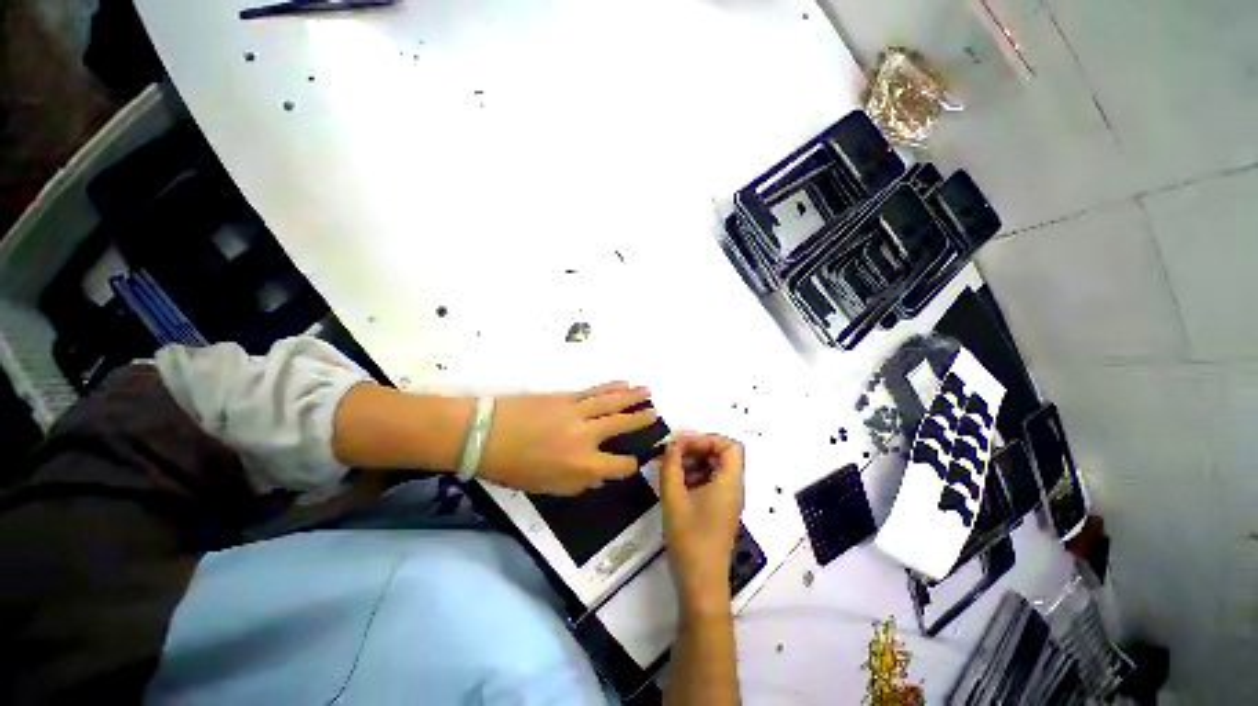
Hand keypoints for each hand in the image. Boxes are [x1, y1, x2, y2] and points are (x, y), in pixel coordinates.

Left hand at [479, 381, 658, 495]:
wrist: (485, 434)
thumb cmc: (515, 468)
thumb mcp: (548, 487)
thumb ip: (580, 484)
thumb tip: (601, 476)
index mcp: (583, 465)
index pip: (620, 465)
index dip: (631, 464)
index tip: (636, 460)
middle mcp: (587, 436)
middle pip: (622, 425)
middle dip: (641, 419)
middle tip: (656, 414)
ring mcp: (578, 412)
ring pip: (612, 402)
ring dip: (631, 396)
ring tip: (647, 391)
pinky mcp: (567, 396)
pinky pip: (595, 391)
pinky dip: (611, 387)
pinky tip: (622, 383)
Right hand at [660, 434, 744, 618]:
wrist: (700, 583)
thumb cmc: (690, 537)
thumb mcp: (673, 497)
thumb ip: (670, 465)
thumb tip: (671, 446)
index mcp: (729, 482)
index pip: (730, 445)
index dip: (707, 439)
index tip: (683, 445)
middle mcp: (733, 488)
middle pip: (722, 455)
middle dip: (697, 448)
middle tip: (673, 453)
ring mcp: (728, 500)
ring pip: (715, 468)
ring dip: (694, 462)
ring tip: (670, 467)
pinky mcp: (720, 510)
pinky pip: (711, 482)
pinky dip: (694, 476)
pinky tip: (676, 483)